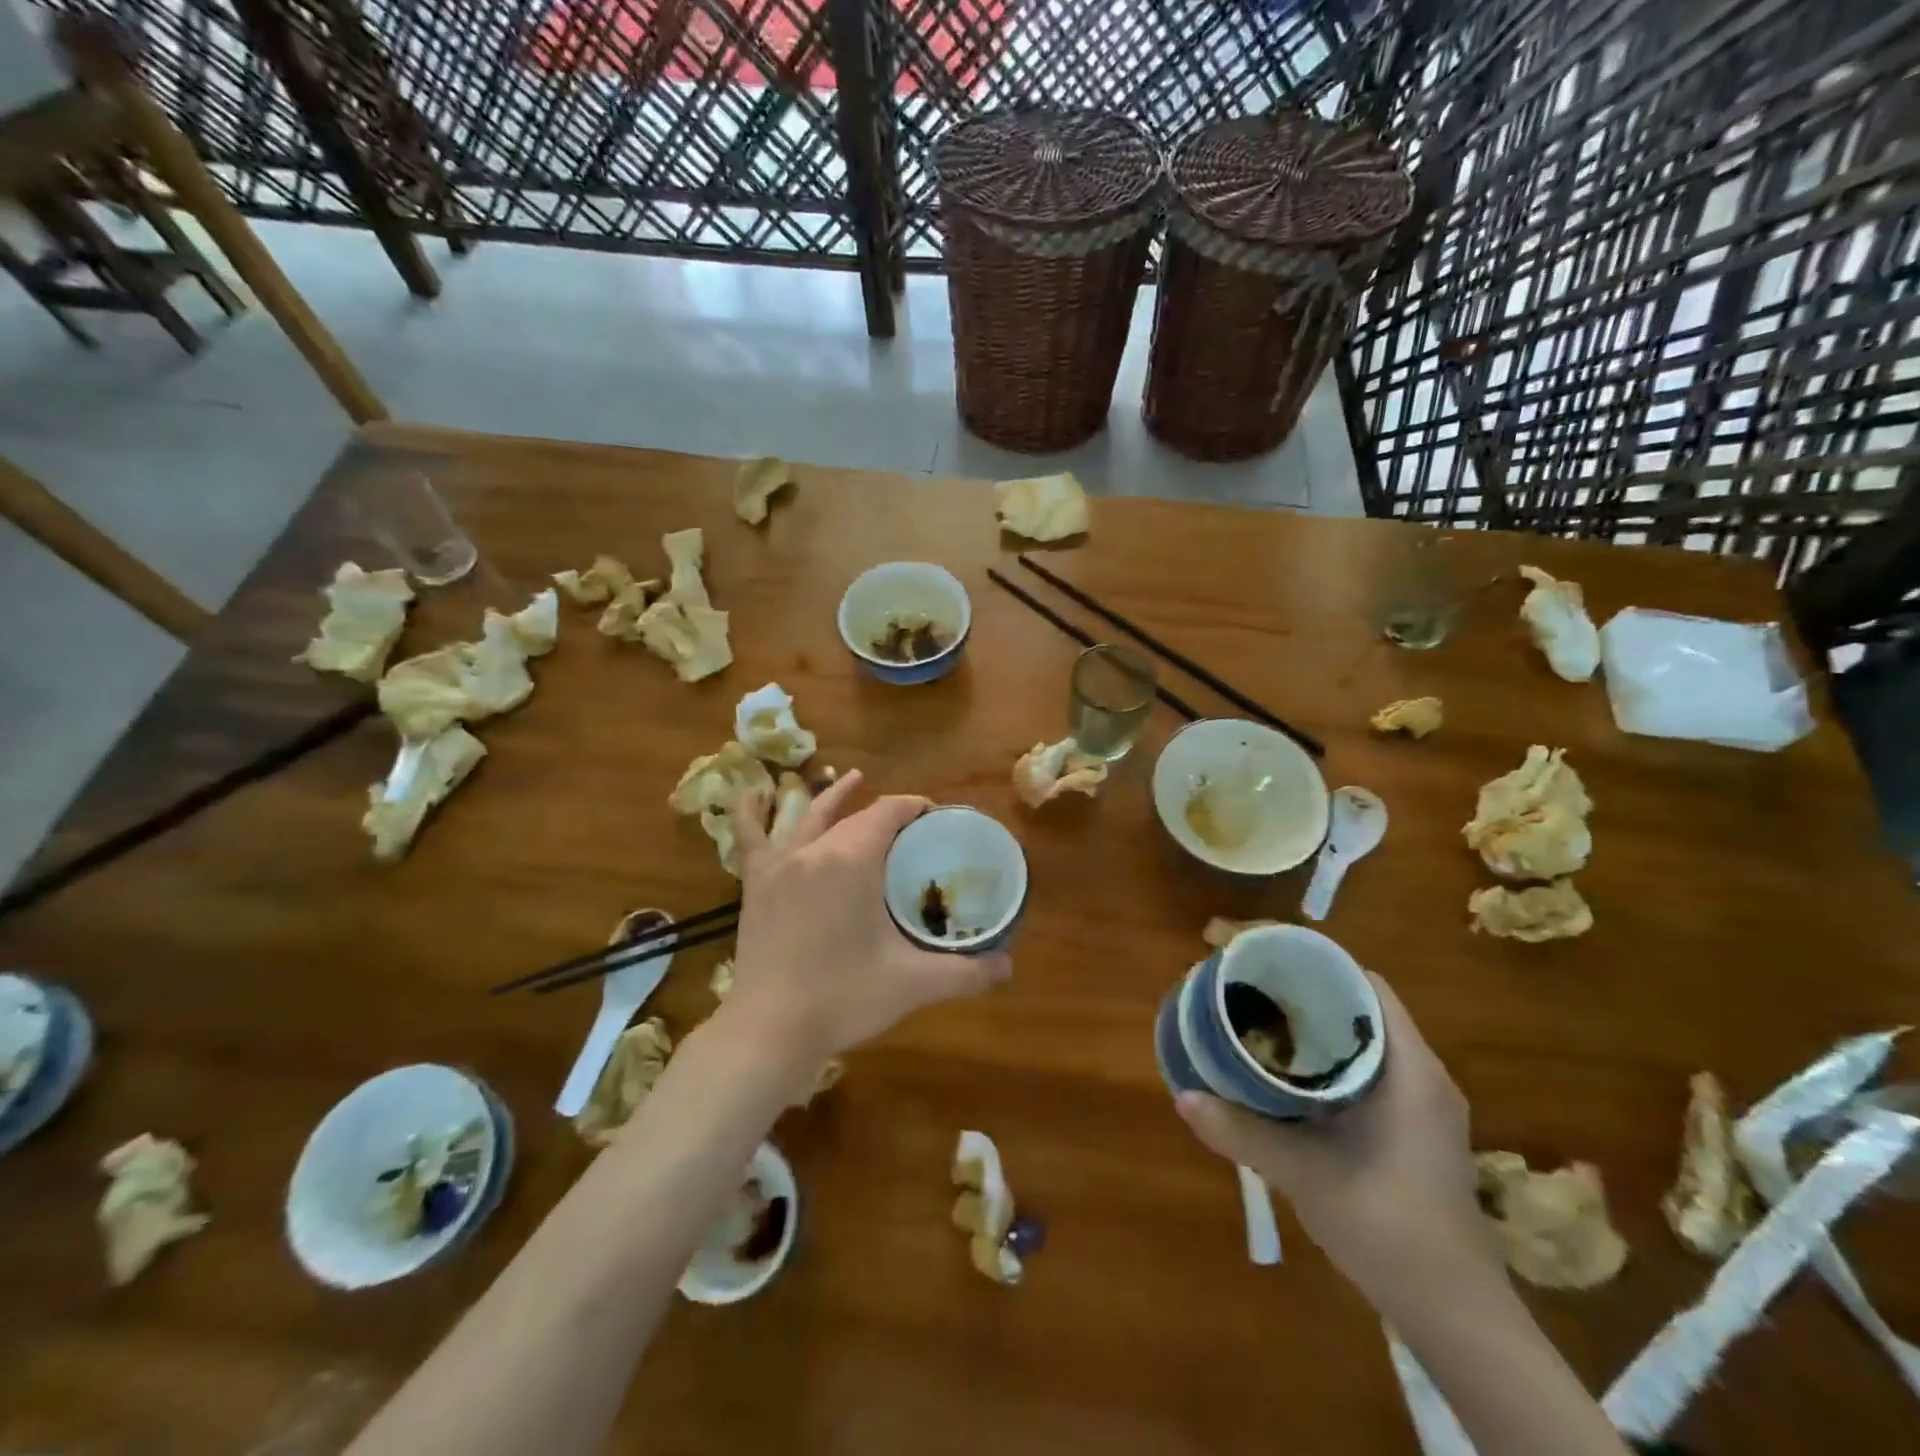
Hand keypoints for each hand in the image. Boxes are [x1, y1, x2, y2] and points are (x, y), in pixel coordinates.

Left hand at [721, 770, 1011, 1064]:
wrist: (771, 1030)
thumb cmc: (844, 998)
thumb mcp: (914, 984)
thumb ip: (966, 973)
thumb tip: (1008, 967)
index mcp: (854, 859)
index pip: (889, 812)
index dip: (914, 807)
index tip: (934, 816)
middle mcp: (815, 849)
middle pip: (856, 818)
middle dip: (886, 814)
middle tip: (912, 827)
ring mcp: (781, 864)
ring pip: (810, 817)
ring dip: (834, 797)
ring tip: (852, 777)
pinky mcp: (755, 885)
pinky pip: (750, 838)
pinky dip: (751, 812)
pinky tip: (752, 791)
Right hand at [1175, 974, 1500, 1307]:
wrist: (1457, 1316)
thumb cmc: (1391, 1232)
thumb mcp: (1308, 1178)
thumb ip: (1244, 1134)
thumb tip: (1182, 1096)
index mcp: (1408, 1069)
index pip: (1359, 981)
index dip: (1305, 955)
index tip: (1251, 948)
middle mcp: (1417, 1071)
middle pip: (1352, 999)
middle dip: (1294, 980)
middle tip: (1238, 974)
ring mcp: (1415, 1099)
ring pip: (1354, 1031)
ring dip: (1304, 1014)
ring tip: (1249, 1006)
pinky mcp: (1406, 1123)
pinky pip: (1357, 1062)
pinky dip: (1316, 1049)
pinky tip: (1277, 1064)